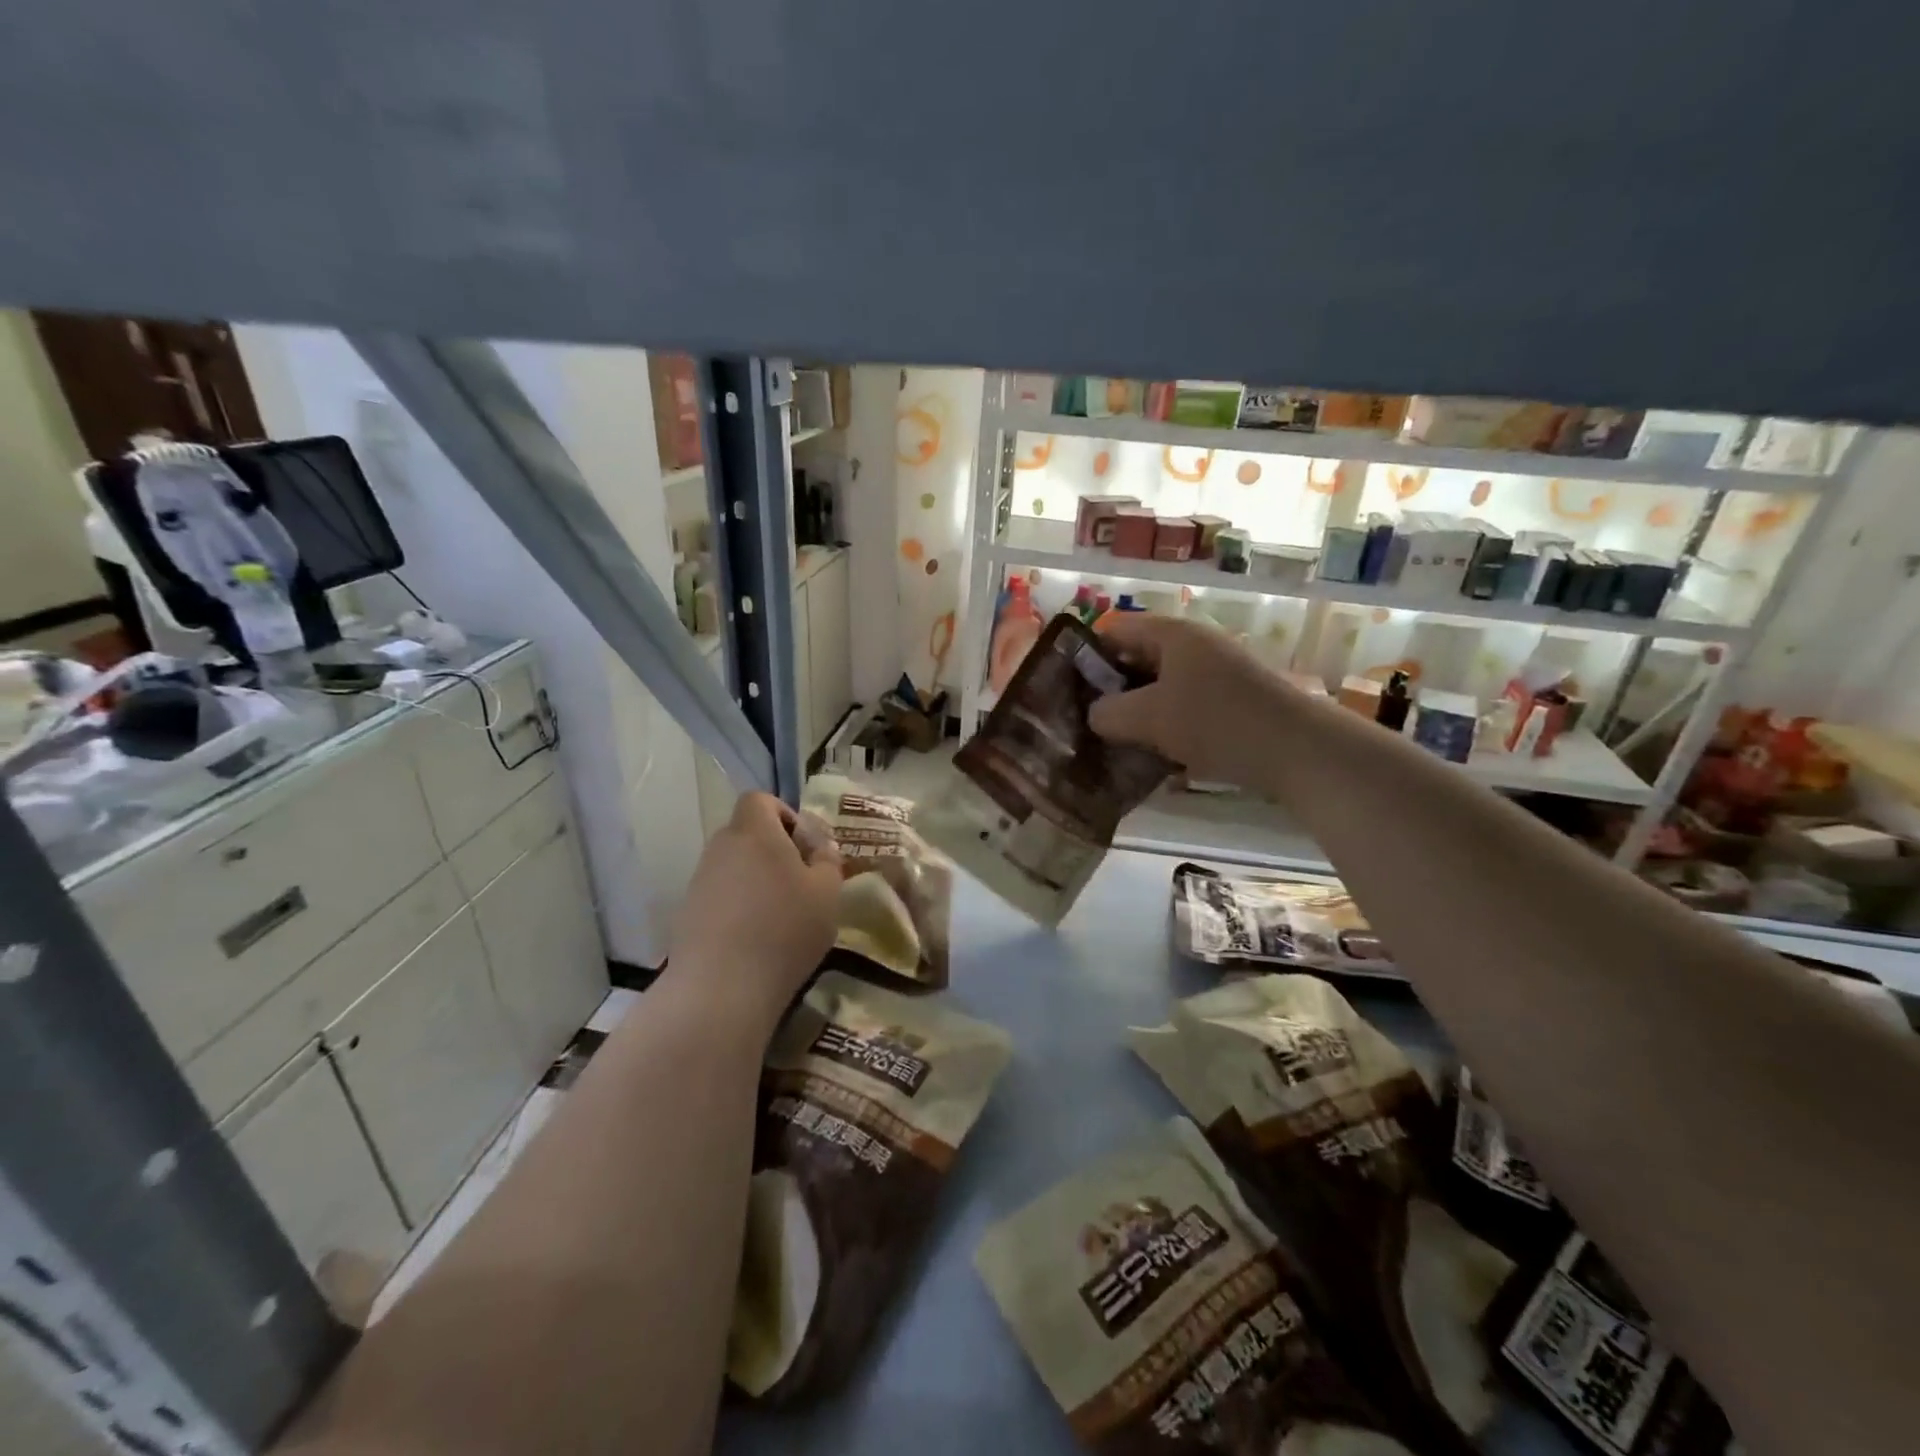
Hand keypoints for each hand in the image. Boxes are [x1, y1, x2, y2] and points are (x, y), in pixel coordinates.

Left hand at [668, 792, 841, 1027]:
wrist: (722, 987)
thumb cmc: (785, 928)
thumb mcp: (827, 893)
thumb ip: (828, 862)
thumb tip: (820, 849)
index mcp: (754, 832)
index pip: (760, 800)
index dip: (784, 814)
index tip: (804, 847)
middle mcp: (721, 847)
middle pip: (747, 833)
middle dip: (774, 850)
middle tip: (801, 882)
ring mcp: (699, 881)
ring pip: (734, 865)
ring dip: (756, 880)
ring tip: (781, 915)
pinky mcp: (688, 913)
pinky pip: (720, 895)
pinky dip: (739, 906)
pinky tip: (756, 938)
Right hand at [1088, 614, 1303, 789]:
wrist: (1299, 750)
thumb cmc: (1216, 721)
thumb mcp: (1148, 717)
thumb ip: (1107, 713)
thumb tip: (1094, 716)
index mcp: (1172, 634)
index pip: (1114, 631)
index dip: (1085, 657)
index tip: (1066, 692)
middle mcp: (1194, 646)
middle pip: (1137, 660)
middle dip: (1110, 692)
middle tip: (1085, 724)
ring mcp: (1216, 674)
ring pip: (1160, 689)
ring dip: (1137, 715)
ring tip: (1113, 745)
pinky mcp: (1232, 702)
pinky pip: (1184, 709)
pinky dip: (1166, 728)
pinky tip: (1153, 758)